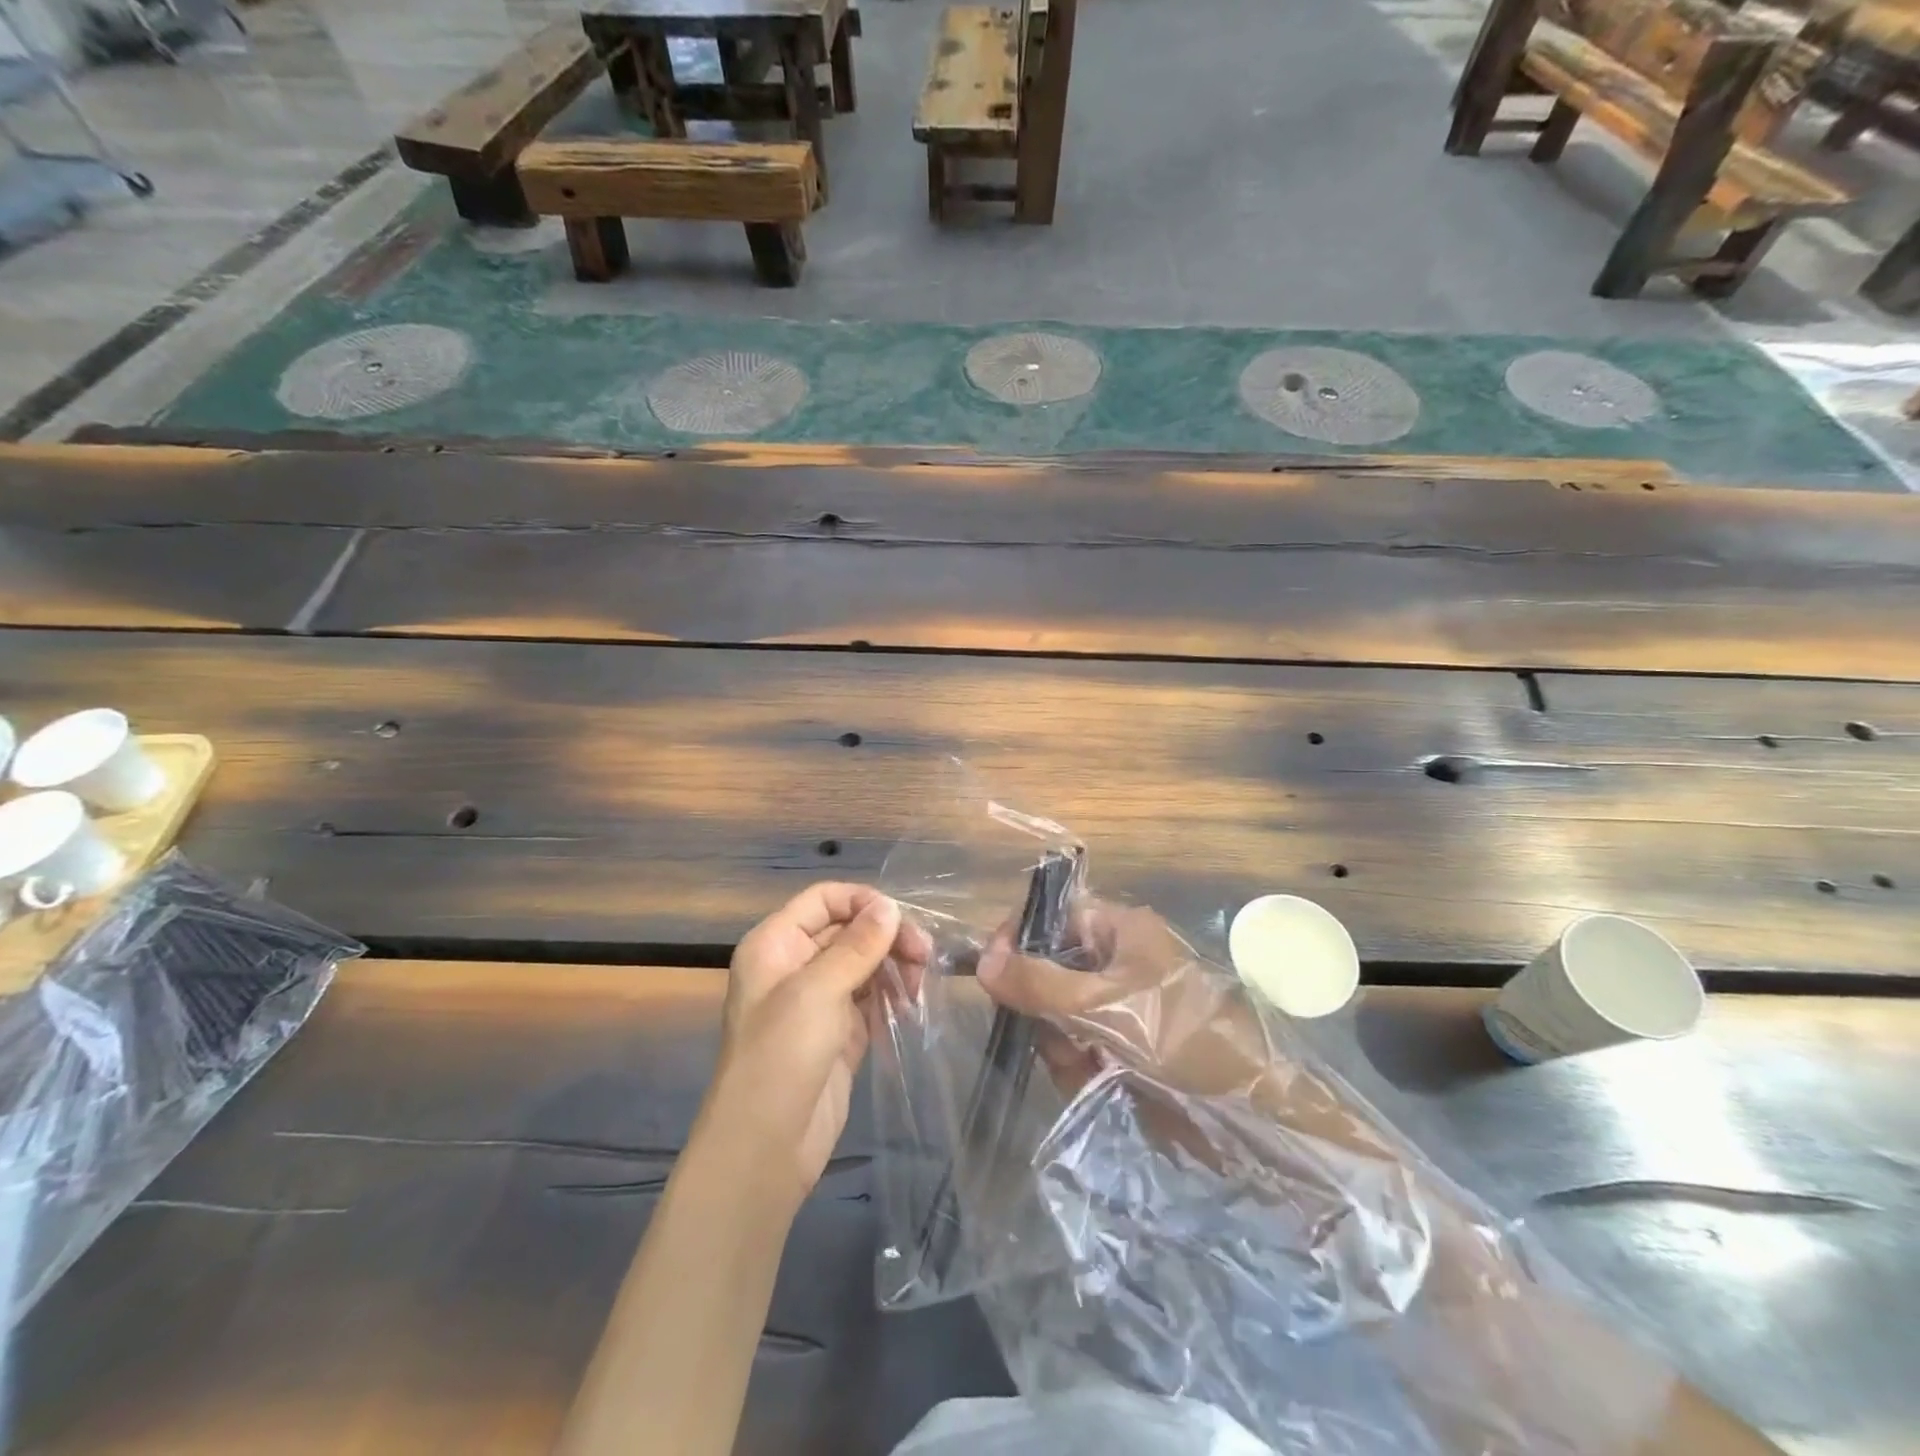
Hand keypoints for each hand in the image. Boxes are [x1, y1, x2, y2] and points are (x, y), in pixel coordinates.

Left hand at [699, 882, 927, 1209]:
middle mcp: (795, 965)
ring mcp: (818, 1001)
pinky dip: (893, 996)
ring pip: (864, 963)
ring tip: (921, 982)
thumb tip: (890, 905)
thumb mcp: (818, 991)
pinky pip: (871, 999)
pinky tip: (913, 1003)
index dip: (862, 901)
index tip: (901, 918)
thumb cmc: (781, 1055)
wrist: (765, 1148)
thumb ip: (857, 945)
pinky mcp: (840, 1032)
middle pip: (848, 930)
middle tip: (925, 954)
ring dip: (895, 966)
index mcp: (775, 944)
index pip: (823, 900)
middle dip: (887, 936)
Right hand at [978, 897, 1396, 1158]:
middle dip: (1046, 1012)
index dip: (1017, 940)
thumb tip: (981, 960)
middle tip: (1064, 1040)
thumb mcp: (1106, 1006)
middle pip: (1046, 973)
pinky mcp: (1121, 1048)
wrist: (1253, 1116)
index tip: (992, 974)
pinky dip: (1078, 1070)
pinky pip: (1075, 1050)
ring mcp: (1118, 1008)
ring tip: (1091, 1069)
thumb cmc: (1182, 1039)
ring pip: (1056, 1018)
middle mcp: (1116, 961)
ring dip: (1062, 1048)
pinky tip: (1100, 1084)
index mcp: (1119, 930)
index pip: (1051, 918)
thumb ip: (1040, 983)